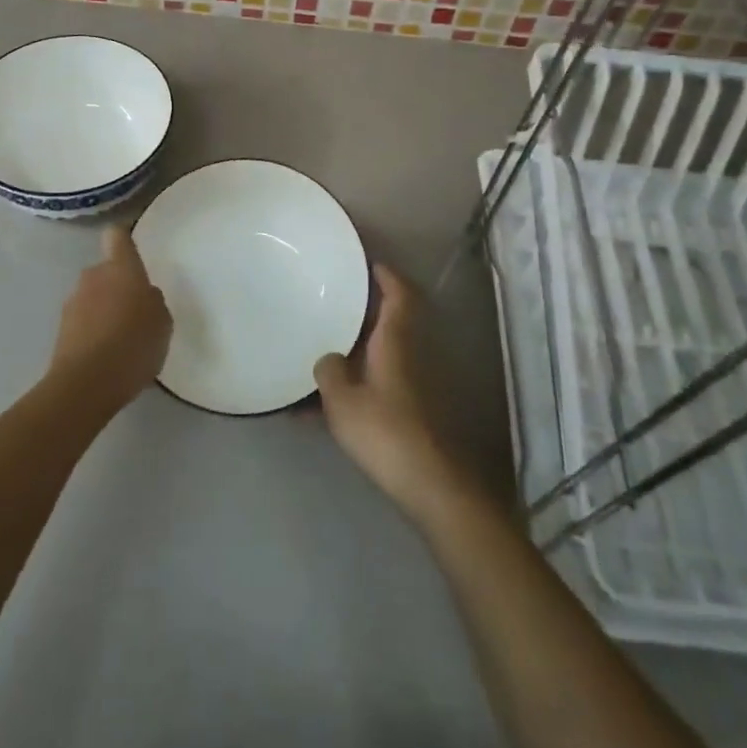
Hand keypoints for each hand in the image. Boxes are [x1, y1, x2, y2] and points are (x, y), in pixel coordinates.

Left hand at [50, 225, 171, 411]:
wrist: (86, 384)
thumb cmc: (134, 344)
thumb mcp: (162, 323)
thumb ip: (153, 302)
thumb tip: (144, 297)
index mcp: (121, 268)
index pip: (117, 236)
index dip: (124, 239)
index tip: (133, 251)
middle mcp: (93, 276)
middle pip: (107, 271)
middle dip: (119, 286)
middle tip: (137, 313)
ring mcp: (73, 302)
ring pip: (93, 297)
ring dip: (105, 310)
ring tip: (123, 341)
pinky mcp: (61, 329)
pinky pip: (84, 321)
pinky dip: (94, 332)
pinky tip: (108, 357)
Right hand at [315, 265, 472, 519]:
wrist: (428, 483)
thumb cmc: (384, 430)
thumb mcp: (342, 399)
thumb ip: (329, 371)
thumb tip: (328, 359)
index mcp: (395, 341)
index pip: (399, 295)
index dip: (387, 276)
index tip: (368, 264)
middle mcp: (408, 355)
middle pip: (390, 321)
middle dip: (365, 311)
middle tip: (333, 303)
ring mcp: (410, 384)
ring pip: (380, 354)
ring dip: (356, 350)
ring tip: (319, 353)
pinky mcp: (407, 411)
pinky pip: (374, 384)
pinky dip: (352, 386)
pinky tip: (318, 410)